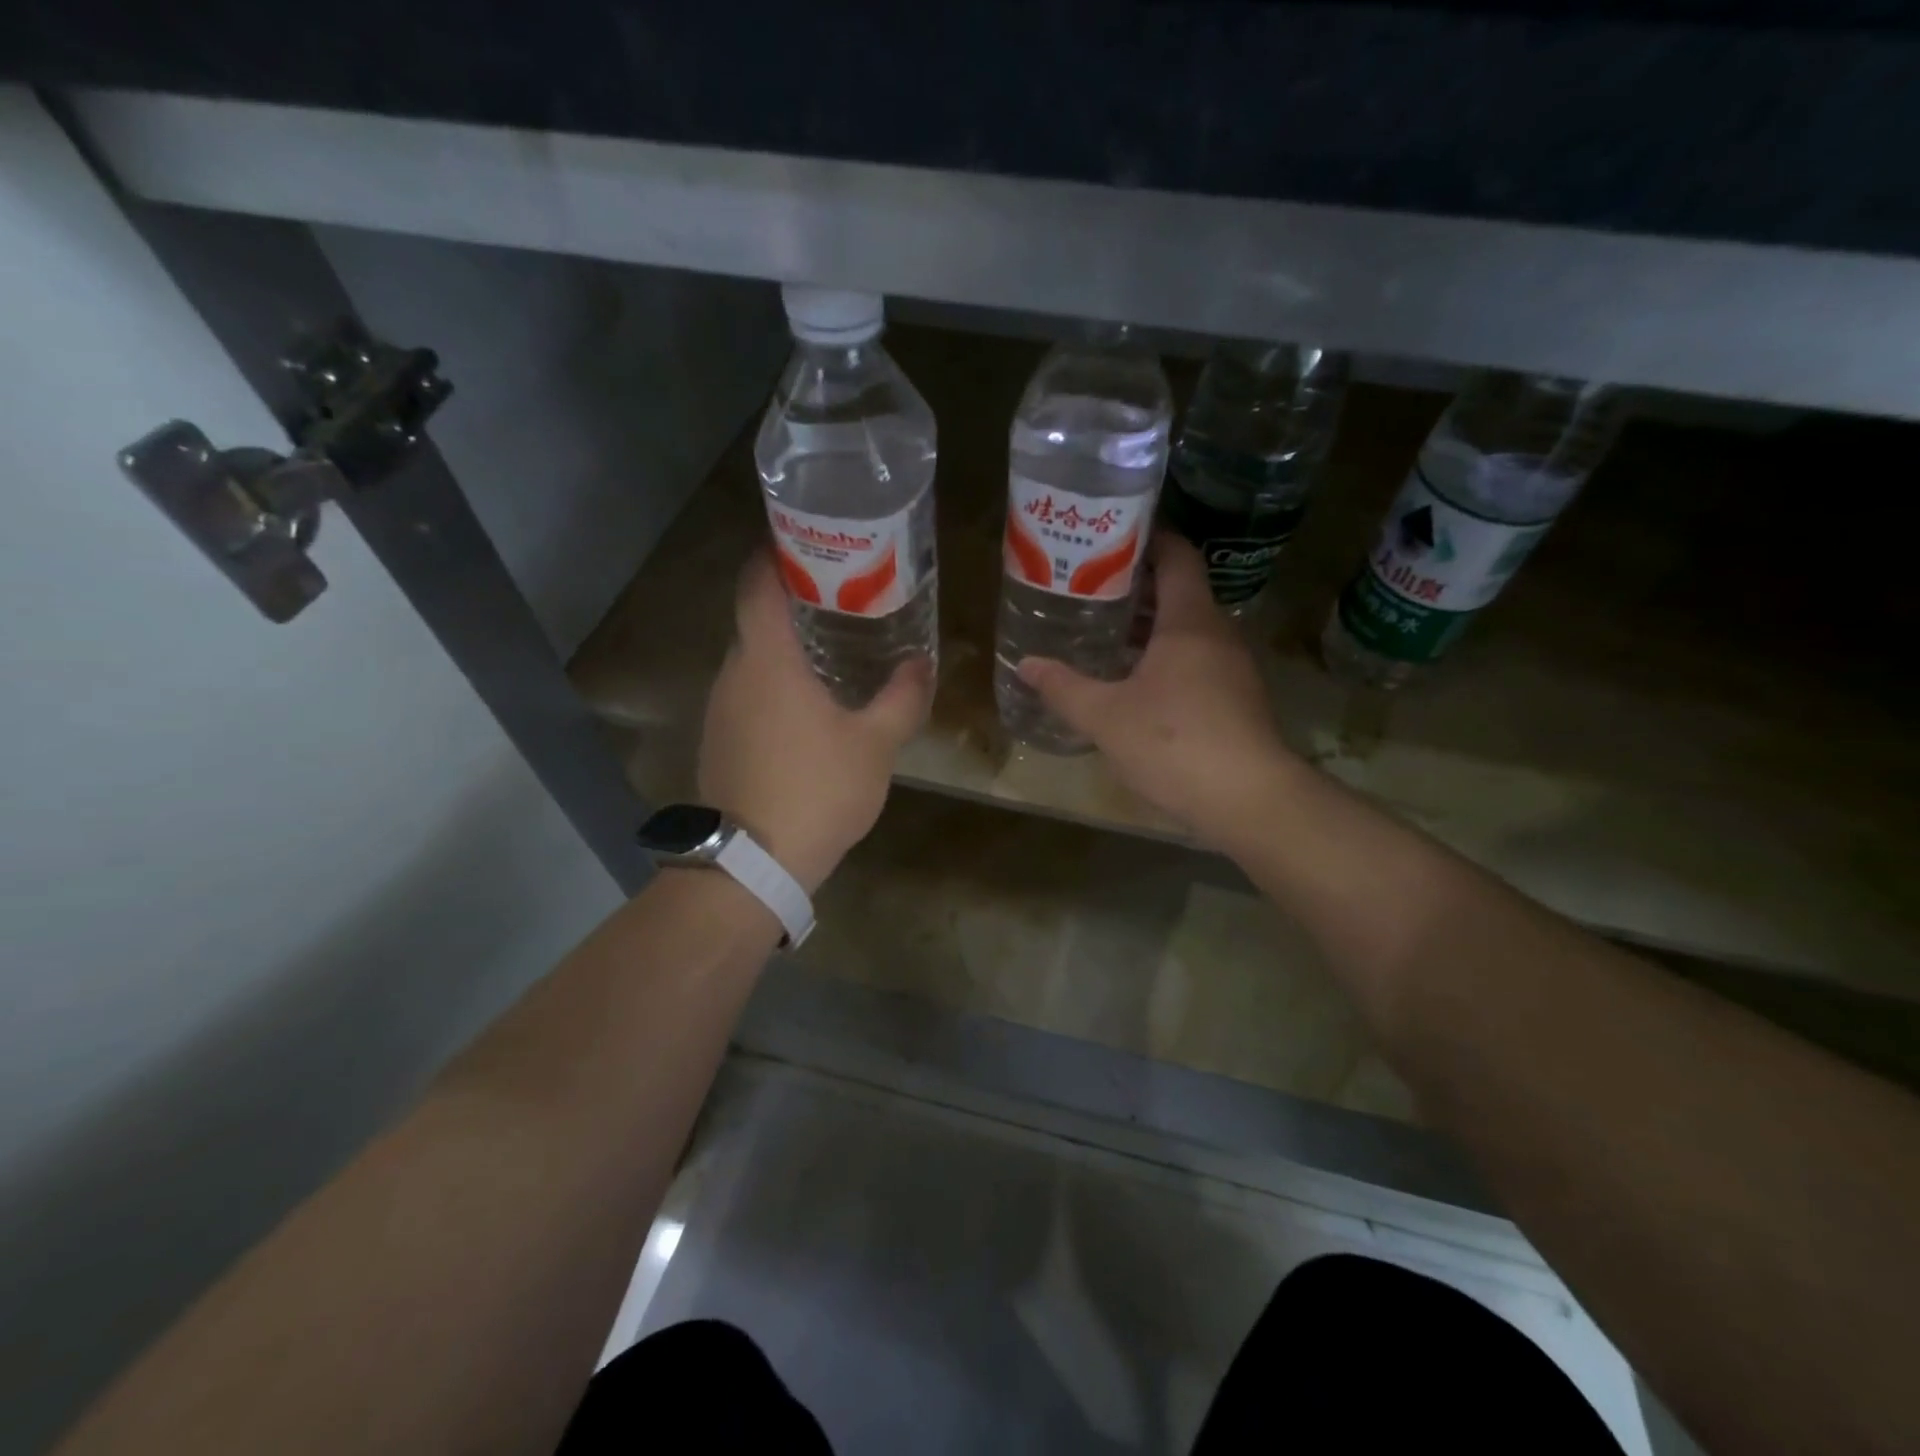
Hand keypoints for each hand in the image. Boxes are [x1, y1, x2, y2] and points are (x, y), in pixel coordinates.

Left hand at [698, 550, 933, 891]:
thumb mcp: (875, 744)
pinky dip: (774, 685)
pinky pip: (747, 694)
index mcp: (767, 660)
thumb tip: (923, 665)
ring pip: (752, 661)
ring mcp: (720, 709)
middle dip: (793, 604)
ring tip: (832, 648)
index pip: (757, 584)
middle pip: (756, 620)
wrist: (753, 865)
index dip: (775, 554)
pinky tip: (808, 705)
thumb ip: (902, 698)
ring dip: (785, 650)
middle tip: (842, 598)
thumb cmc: (816, 789)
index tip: (807, 542)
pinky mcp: (719, 741)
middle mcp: (733, 674)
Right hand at [1016, 532, 1295, 848]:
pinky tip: (1134, 680)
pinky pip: (1197, 658)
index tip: (1109, 538)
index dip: (1147, 539)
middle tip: (1089, 588)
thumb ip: (1063, 687)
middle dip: (1136, 586)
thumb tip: (1025, 664)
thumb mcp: (1105, 716)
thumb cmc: (1174, 743)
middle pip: (1179, 591)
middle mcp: (1217, 633)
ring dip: (1149, 626)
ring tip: (1104, 631)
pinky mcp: (1236, 698)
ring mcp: (1232, 667)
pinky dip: (1165, 656)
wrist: (1249, 800)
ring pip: (1187, 629)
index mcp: (1189, 621)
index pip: (1176, 556)